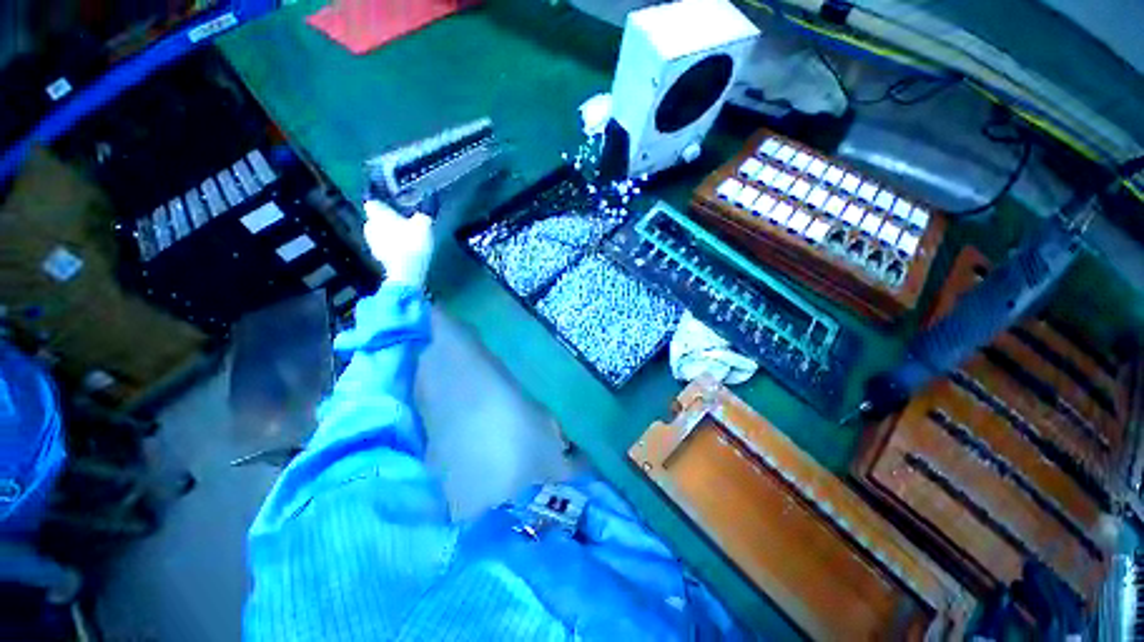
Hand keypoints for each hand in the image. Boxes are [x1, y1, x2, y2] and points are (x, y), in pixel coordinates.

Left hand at [363, 200, 433, 286]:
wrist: (407, 270)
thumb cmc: (412, 241)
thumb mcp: (424, 225)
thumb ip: (421, 218)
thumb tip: (420, 217)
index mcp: (378, 215)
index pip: (373, 204)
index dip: (382, 206)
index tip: (392, 208)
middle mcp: (370, 226)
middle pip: (375, 221)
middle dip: (386, 222)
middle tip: (401, 225)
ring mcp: (372, 244)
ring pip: (379, 235)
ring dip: (389, 236)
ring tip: (404, 239)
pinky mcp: (379, 259)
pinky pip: (384, 249)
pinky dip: (392, 249)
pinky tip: (404, 252)